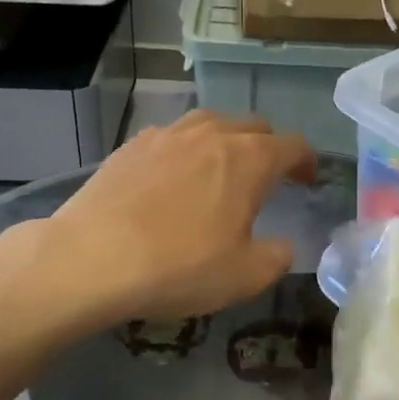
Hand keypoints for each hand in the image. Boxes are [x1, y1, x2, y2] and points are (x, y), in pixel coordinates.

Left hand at [0, 112, 316, 333]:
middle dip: (270, 148)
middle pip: (254, 126)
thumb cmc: (180, 265)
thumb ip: (277, 257)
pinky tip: (174, 176)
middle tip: (270, 177)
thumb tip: (283, 246)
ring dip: (227, 141)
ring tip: (222, 169)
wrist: (90, 258)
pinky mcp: (131, 146)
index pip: (293, 146)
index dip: (307, 162)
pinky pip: (172, 137)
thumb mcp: (245, 276)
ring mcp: (168, 135)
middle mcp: (213, 134)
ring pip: (211, 123)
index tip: (308, 181)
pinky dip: (186, 150)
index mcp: (250, 159)